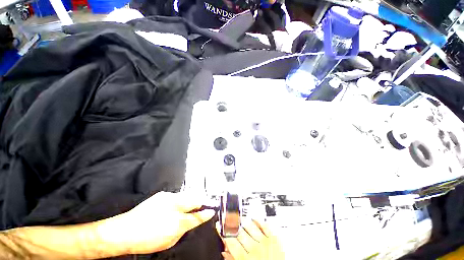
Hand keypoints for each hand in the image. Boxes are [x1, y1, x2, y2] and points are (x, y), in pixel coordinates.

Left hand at [98, 192, 214, 254]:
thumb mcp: (169, 240)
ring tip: (190, 205)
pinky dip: (179, 200)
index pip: (197, 215)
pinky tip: (174, 206)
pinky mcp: (161, 195)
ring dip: (190, 199)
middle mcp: (175, 205)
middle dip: (200, 201)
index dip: (206, 212)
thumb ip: (184, 228)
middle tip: (203, 205)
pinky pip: (176, 195)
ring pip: (186, 195)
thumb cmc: (146, 239)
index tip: (212, 210)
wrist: (124, 231)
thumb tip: (193, 221)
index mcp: (177, 221)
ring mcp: (168, 197)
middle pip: (194, 198)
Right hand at [218, 219, 284, 259]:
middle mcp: (255, 249)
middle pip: (239, 231)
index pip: (230, 241)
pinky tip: (253, 220)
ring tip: (240, 221)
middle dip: (232, 225)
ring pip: (250, 224)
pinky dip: (257, 220)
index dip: (223, 232)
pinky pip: (264, 224)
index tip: (219, 226)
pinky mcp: (274, 238)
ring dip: (243, 221)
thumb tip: (224, 251)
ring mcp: (265, 242)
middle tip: (229, 223)